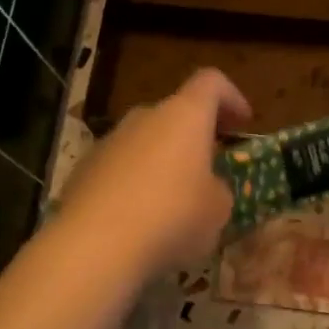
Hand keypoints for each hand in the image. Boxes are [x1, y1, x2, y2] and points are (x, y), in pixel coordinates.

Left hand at [56, 69, 251, 282]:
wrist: (94, 246)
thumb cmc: (173, 217)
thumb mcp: (218, 209)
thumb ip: (218, 189)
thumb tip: (206, 187)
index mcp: (185, 115)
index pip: (211, 82)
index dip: (231, 97)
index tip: (243, 123)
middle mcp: (145, 117)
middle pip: (175, 112)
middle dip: (195, 135)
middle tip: (211, 164)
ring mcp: (109, 142)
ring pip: (146, 141)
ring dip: (164, 160)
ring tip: (176, 198)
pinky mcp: (84, 170)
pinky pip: (121, 168)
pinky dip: (136, 182)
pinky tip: (142, 218)